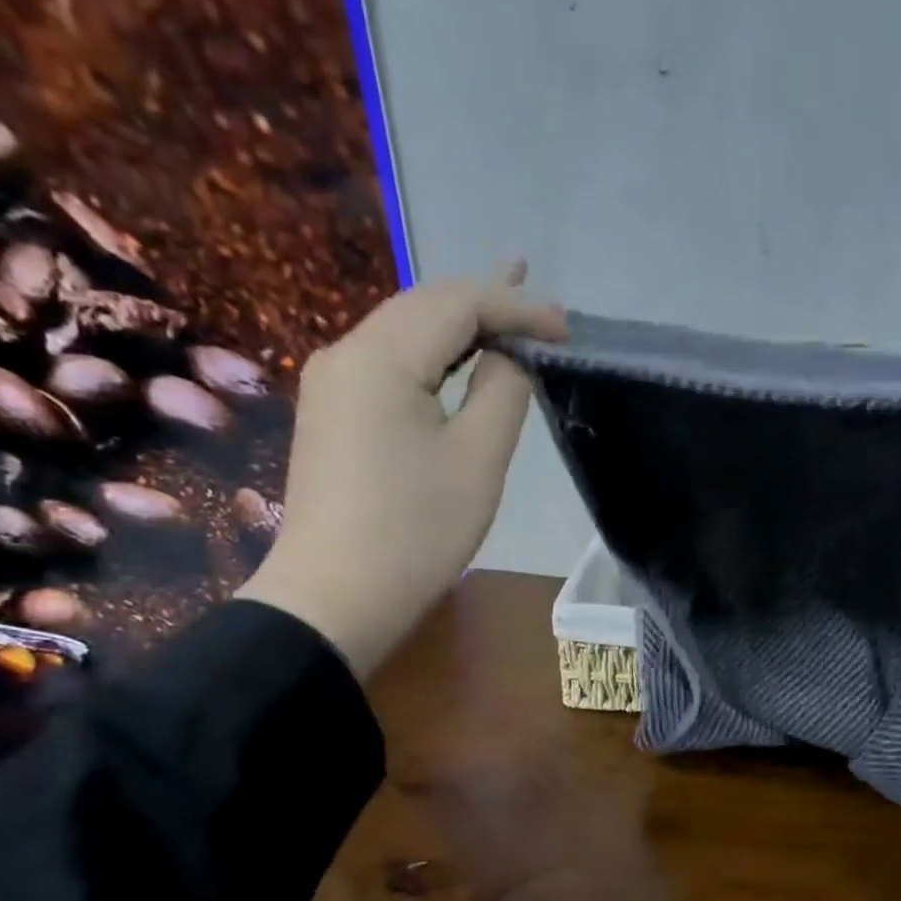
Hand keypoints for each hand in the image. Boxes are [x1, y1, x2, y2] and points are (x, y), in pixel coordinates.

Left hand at [236, 263, 565, 677]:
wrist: (335, 598)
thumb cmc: (417, 531)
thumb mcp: (478, 460)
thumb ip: (502, 392)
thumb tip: (507, 357)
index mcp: (381, 357)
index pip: (458, 304)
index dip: (517, 307)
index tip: (567, 328)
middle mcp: (346, 353)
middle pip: (424, 306)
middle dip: (487, 301)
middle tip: (543, 306)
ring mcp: (332, 383)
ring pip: (405, 332)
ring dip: (459, 322)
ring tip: (508, 310)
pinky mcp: (333, 413)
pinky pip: (389, 363)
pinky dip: (433, 353)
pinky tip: (458, 355)